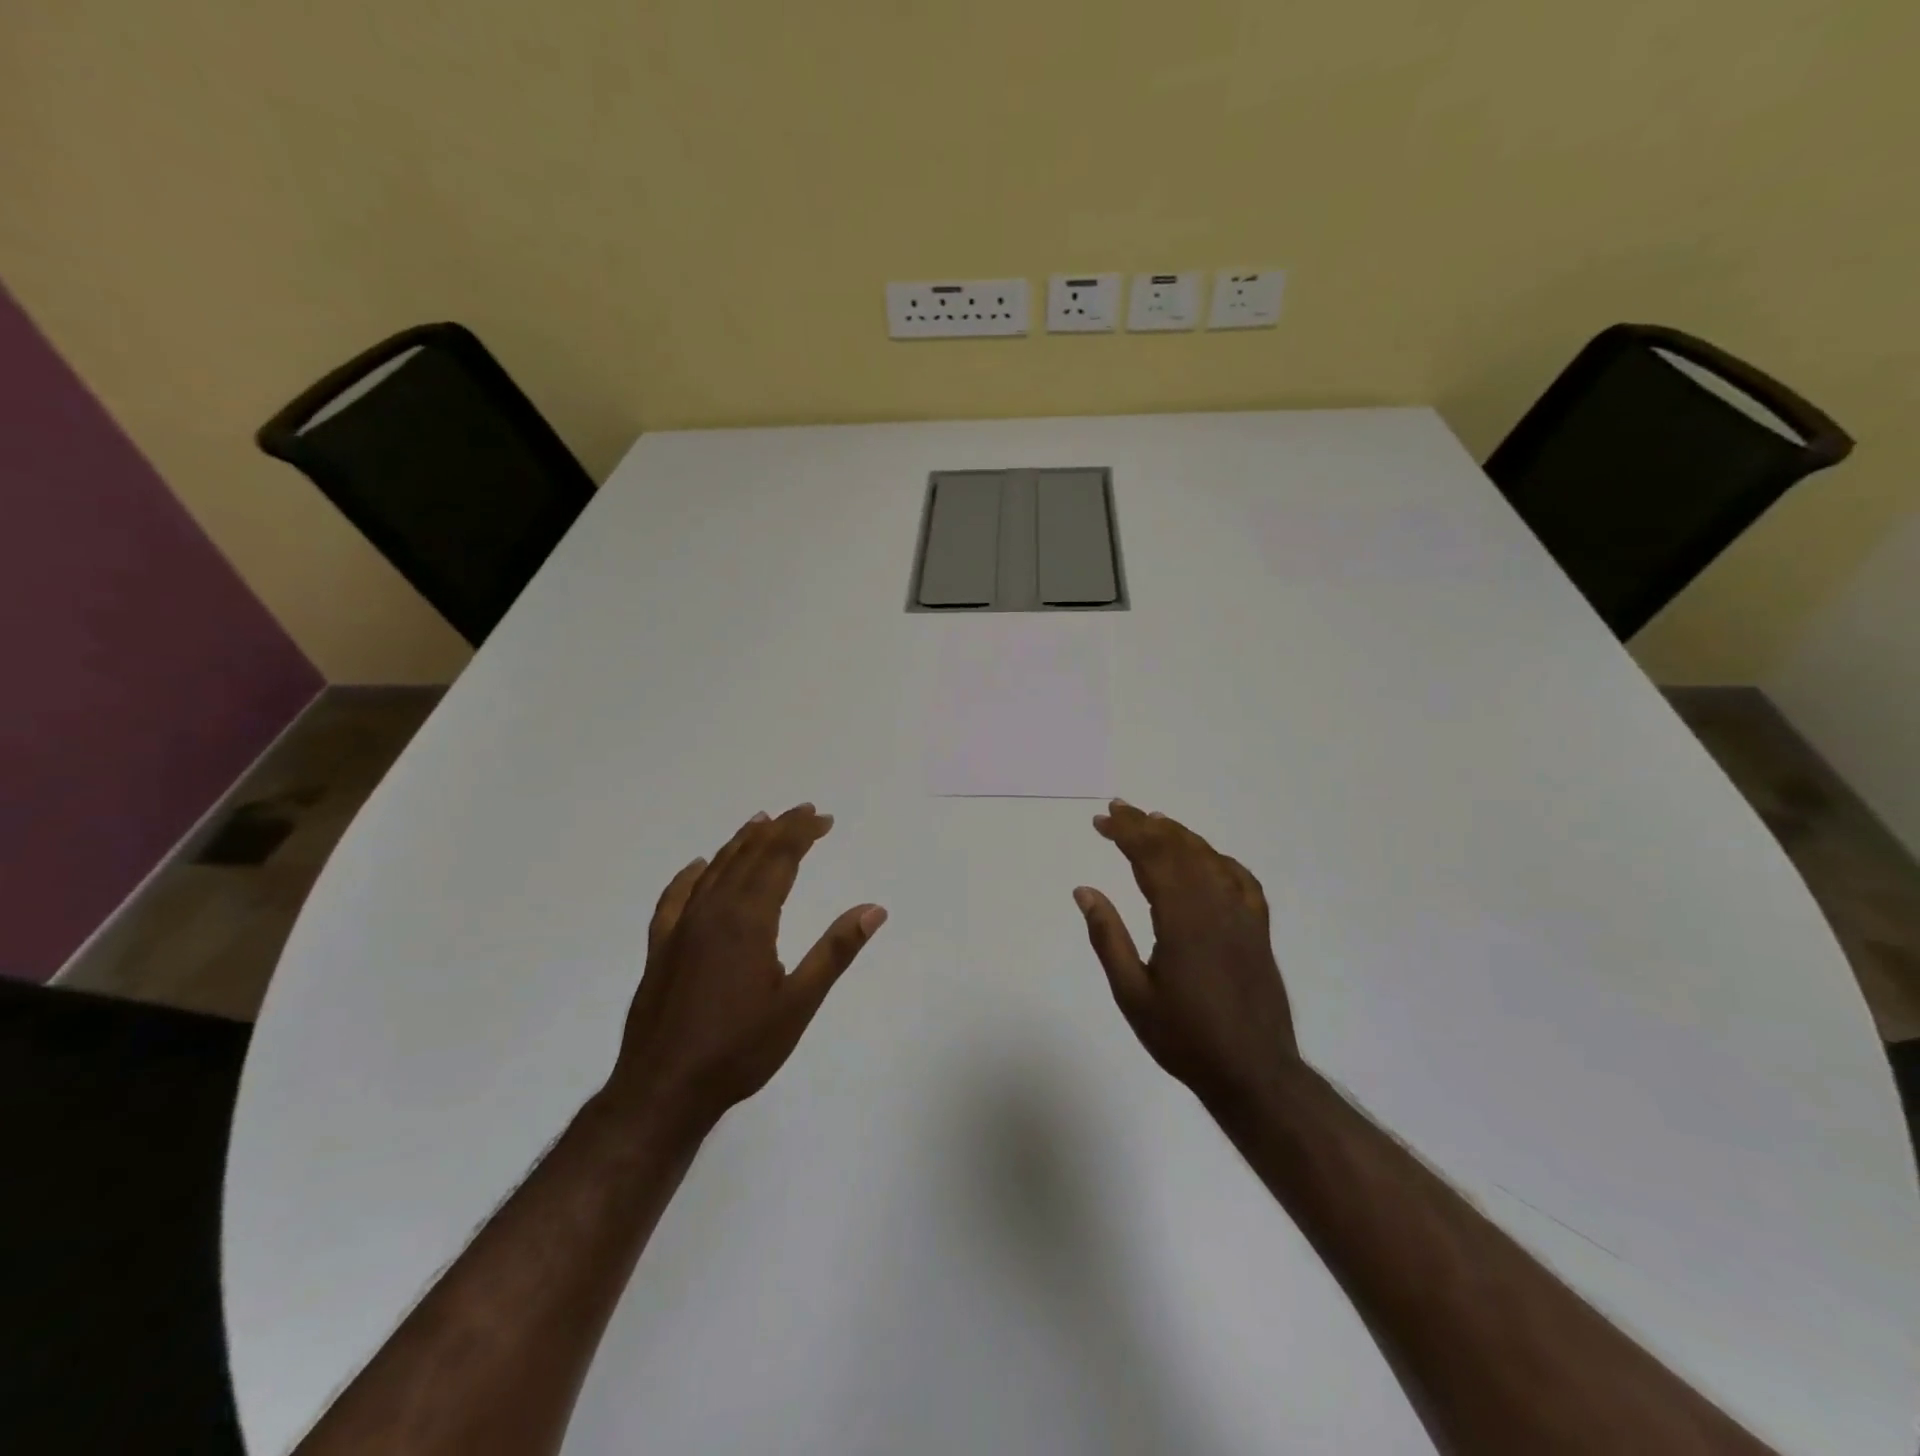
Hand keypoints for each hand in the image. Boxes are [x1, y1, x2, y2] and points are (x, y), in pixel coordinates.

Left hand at [606, 804, 885, 1136]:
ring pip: (715, 869)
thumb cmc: (739, 1050)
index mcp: (748, 919)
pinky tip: (699, 866)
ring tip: (761, 822)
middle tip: (804, 812)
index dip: (801, 833)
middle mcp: (713, 911)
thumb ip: (835, 951)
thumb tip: (874, 909)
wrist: (663, 1091)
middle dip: (778, 830)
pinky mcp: (661, 947)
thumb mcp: (799, 1003)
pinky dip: (690, 875)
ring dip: (741, 842)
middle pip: (749, 855)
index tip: (823, 818)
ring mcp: (681, 927)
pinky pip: (675, 897)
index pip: (779, 859)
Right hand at [1074, 800, 1298, 1112]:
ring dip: (1178, 835)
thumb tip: (1084, 891)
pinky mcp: (1258, 929)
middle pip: (1179, 848)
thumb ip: (1108, 938)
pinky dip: (1217, 859)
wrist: (1254, 1073)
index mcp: (1181, 919)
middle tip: (1117, 810)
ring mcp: (1242, 915)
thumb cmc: (1185, 1038)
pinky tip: (1205, 858)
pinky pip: (1240, 879)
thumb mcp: (1132, 994)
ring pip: (1209, 857)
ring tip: (1152, 821)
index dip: (1126, 833)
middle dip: (1146, 825)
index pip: (1152, 857)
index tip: (1101, 820)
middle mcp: (1215, 906)